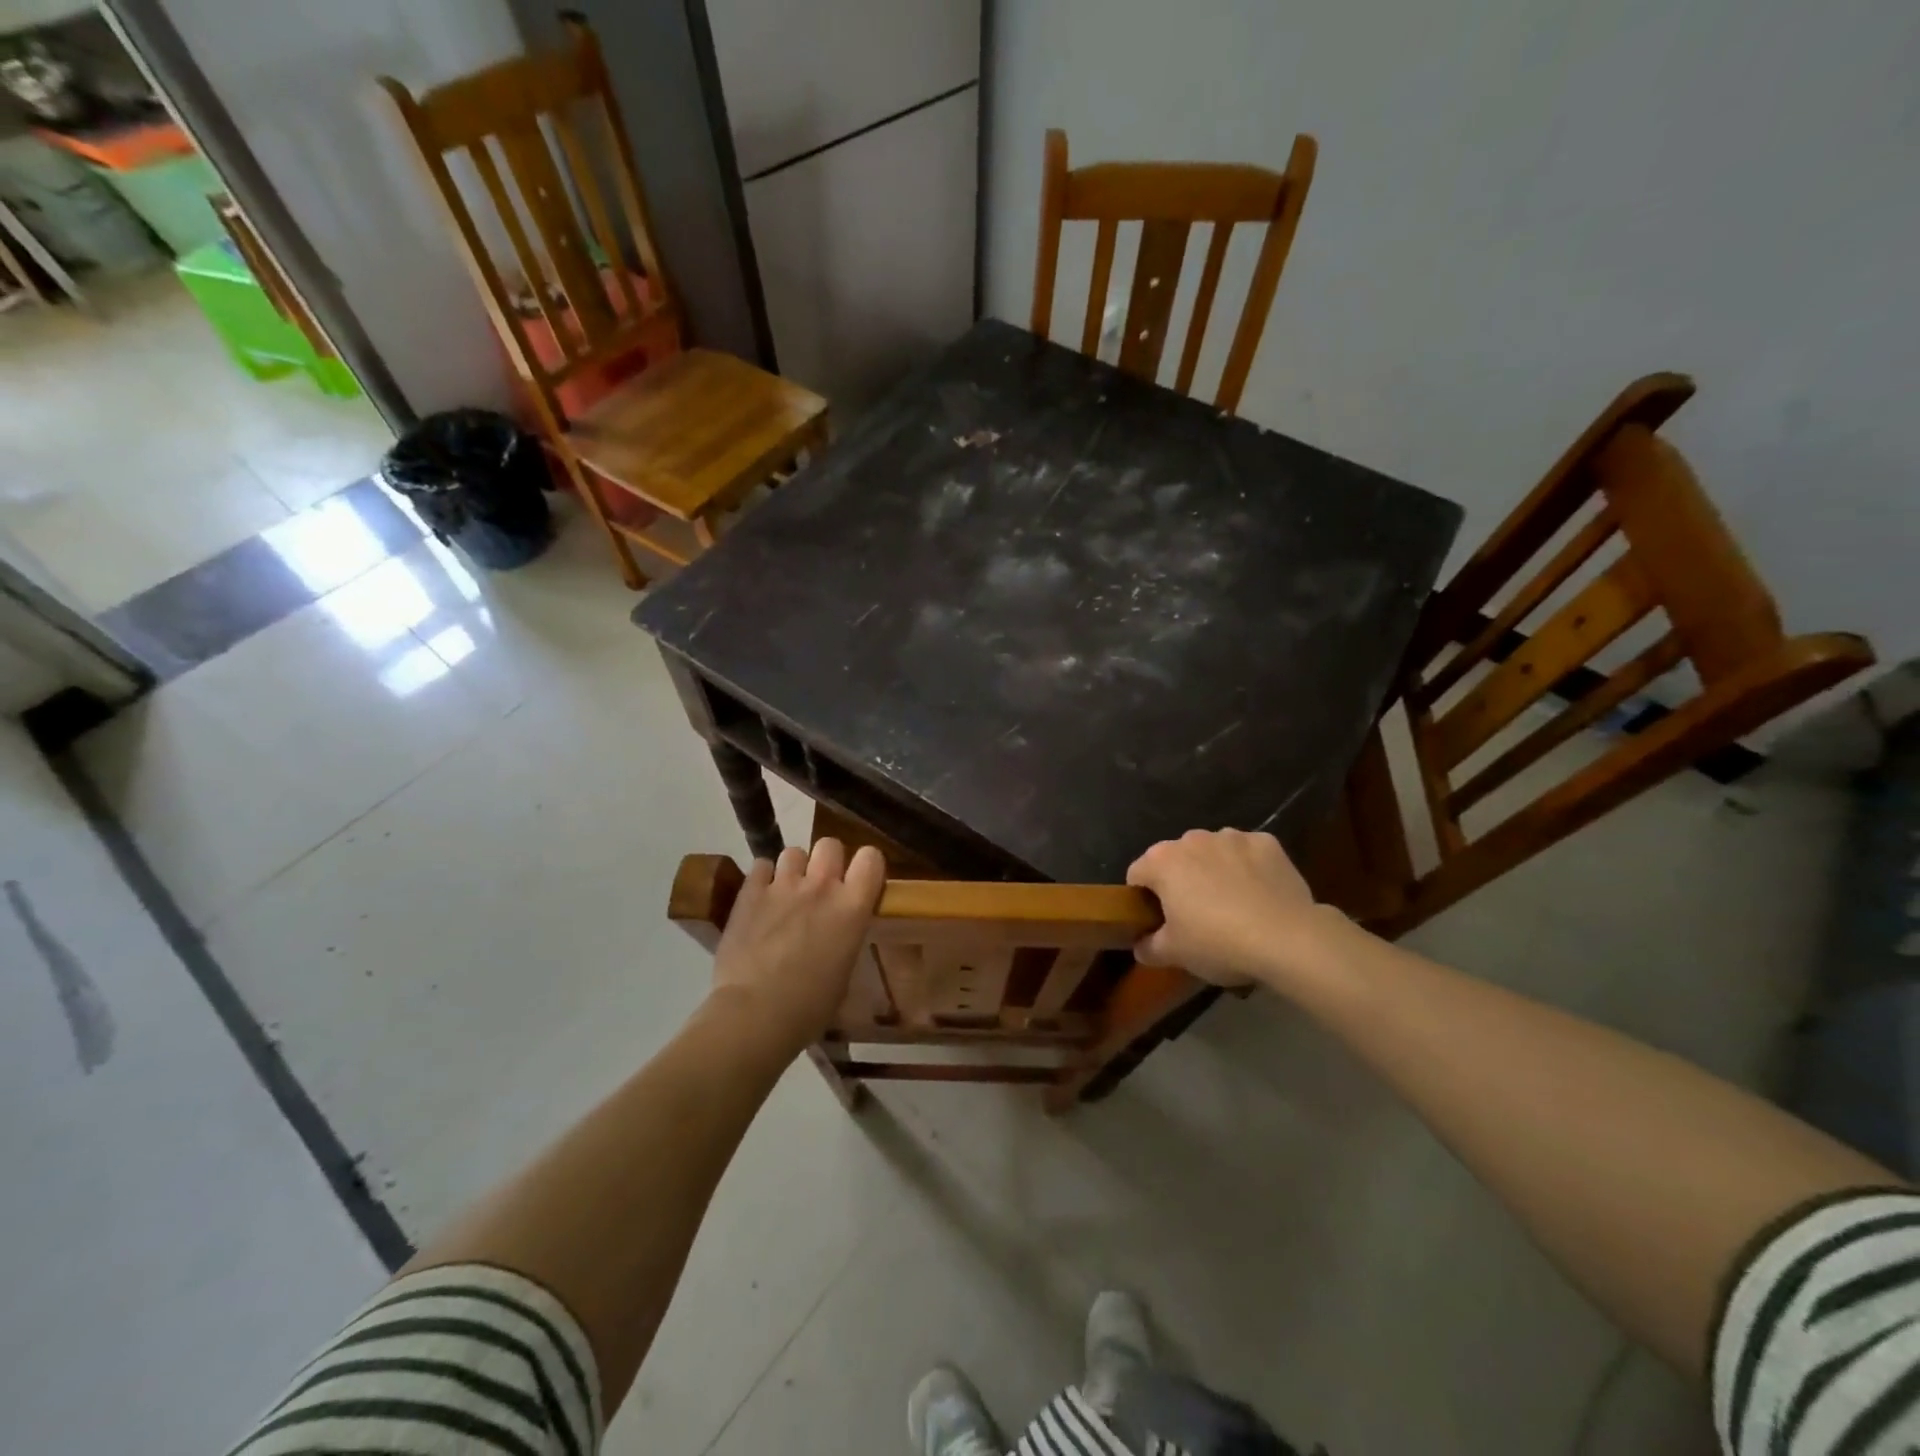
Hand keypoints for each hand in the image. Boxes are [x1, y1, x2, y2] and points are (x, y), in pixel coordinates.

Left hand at [709, 839, 885, 1051]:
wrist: (756, 1014)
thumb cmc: (810, 1006)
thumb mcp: (844, 969)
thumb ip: (845, 936)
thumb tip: (837, 932)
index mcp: (852, 907)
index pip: (871, 858)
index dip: (866, 865)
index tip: (859, 880)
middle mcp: (821, 886)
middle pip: (830, 844)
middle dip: (827, 861)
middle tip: (820, 886)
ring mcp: (783, 885)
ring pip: (793, 851)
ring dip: (793, 869)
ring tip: (786, 892)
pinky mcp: (749, 892)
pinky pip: (760, 865)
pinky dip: (762, 878)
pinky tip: (760, 898)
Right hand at [1126, 829, 1335, 989]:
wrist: (1287, 939)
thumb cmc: (1218, 943)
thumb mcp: (1174, 954)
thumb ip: (1148, 947)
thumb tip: (1140, 945)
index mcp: (1162, 860)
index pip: (1137, 875)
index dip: (1144, 899)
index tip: (1159, 922)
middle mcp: (1192, 838)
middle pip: (1176, 860)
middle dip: (1181, 882)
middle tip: (1195, 917)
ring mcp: (1232, 836)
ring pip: (1213, 853)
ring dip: (1214, 871)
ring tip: (1232, 906)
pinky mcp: (1267, 843)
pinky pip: (1248, 854)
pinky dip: (1248, 869)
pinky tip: (1259, 896)